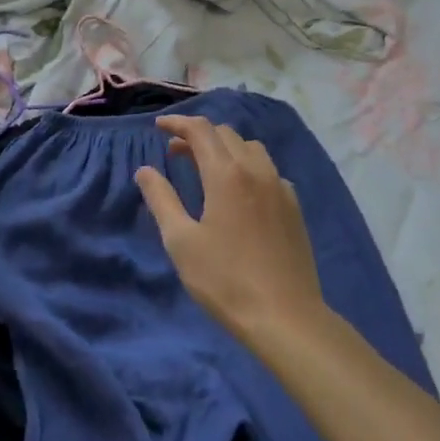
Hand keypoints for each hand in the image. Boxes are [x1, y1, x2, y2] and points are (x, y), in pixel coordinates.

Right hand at [134, 115, 324, 344]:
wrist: (286, 317)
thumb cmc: (225, 280)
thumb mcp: (181, 241)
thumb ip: (161, 199)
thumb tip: (145, 170)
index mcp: (227, 175)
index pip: (201, 130)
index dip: (177, 123)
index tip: (158, 126)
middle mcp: (257, 171)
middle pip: (226, 134)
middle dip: (198, 135)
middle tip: (175, 152)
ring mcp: (280, 187)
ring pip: (250, 148)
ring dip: (224, 147)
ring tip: (206, 168)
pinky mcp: (294, 207)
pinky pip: (268, 170)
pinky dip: (246, 166)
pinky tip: (238, 192)